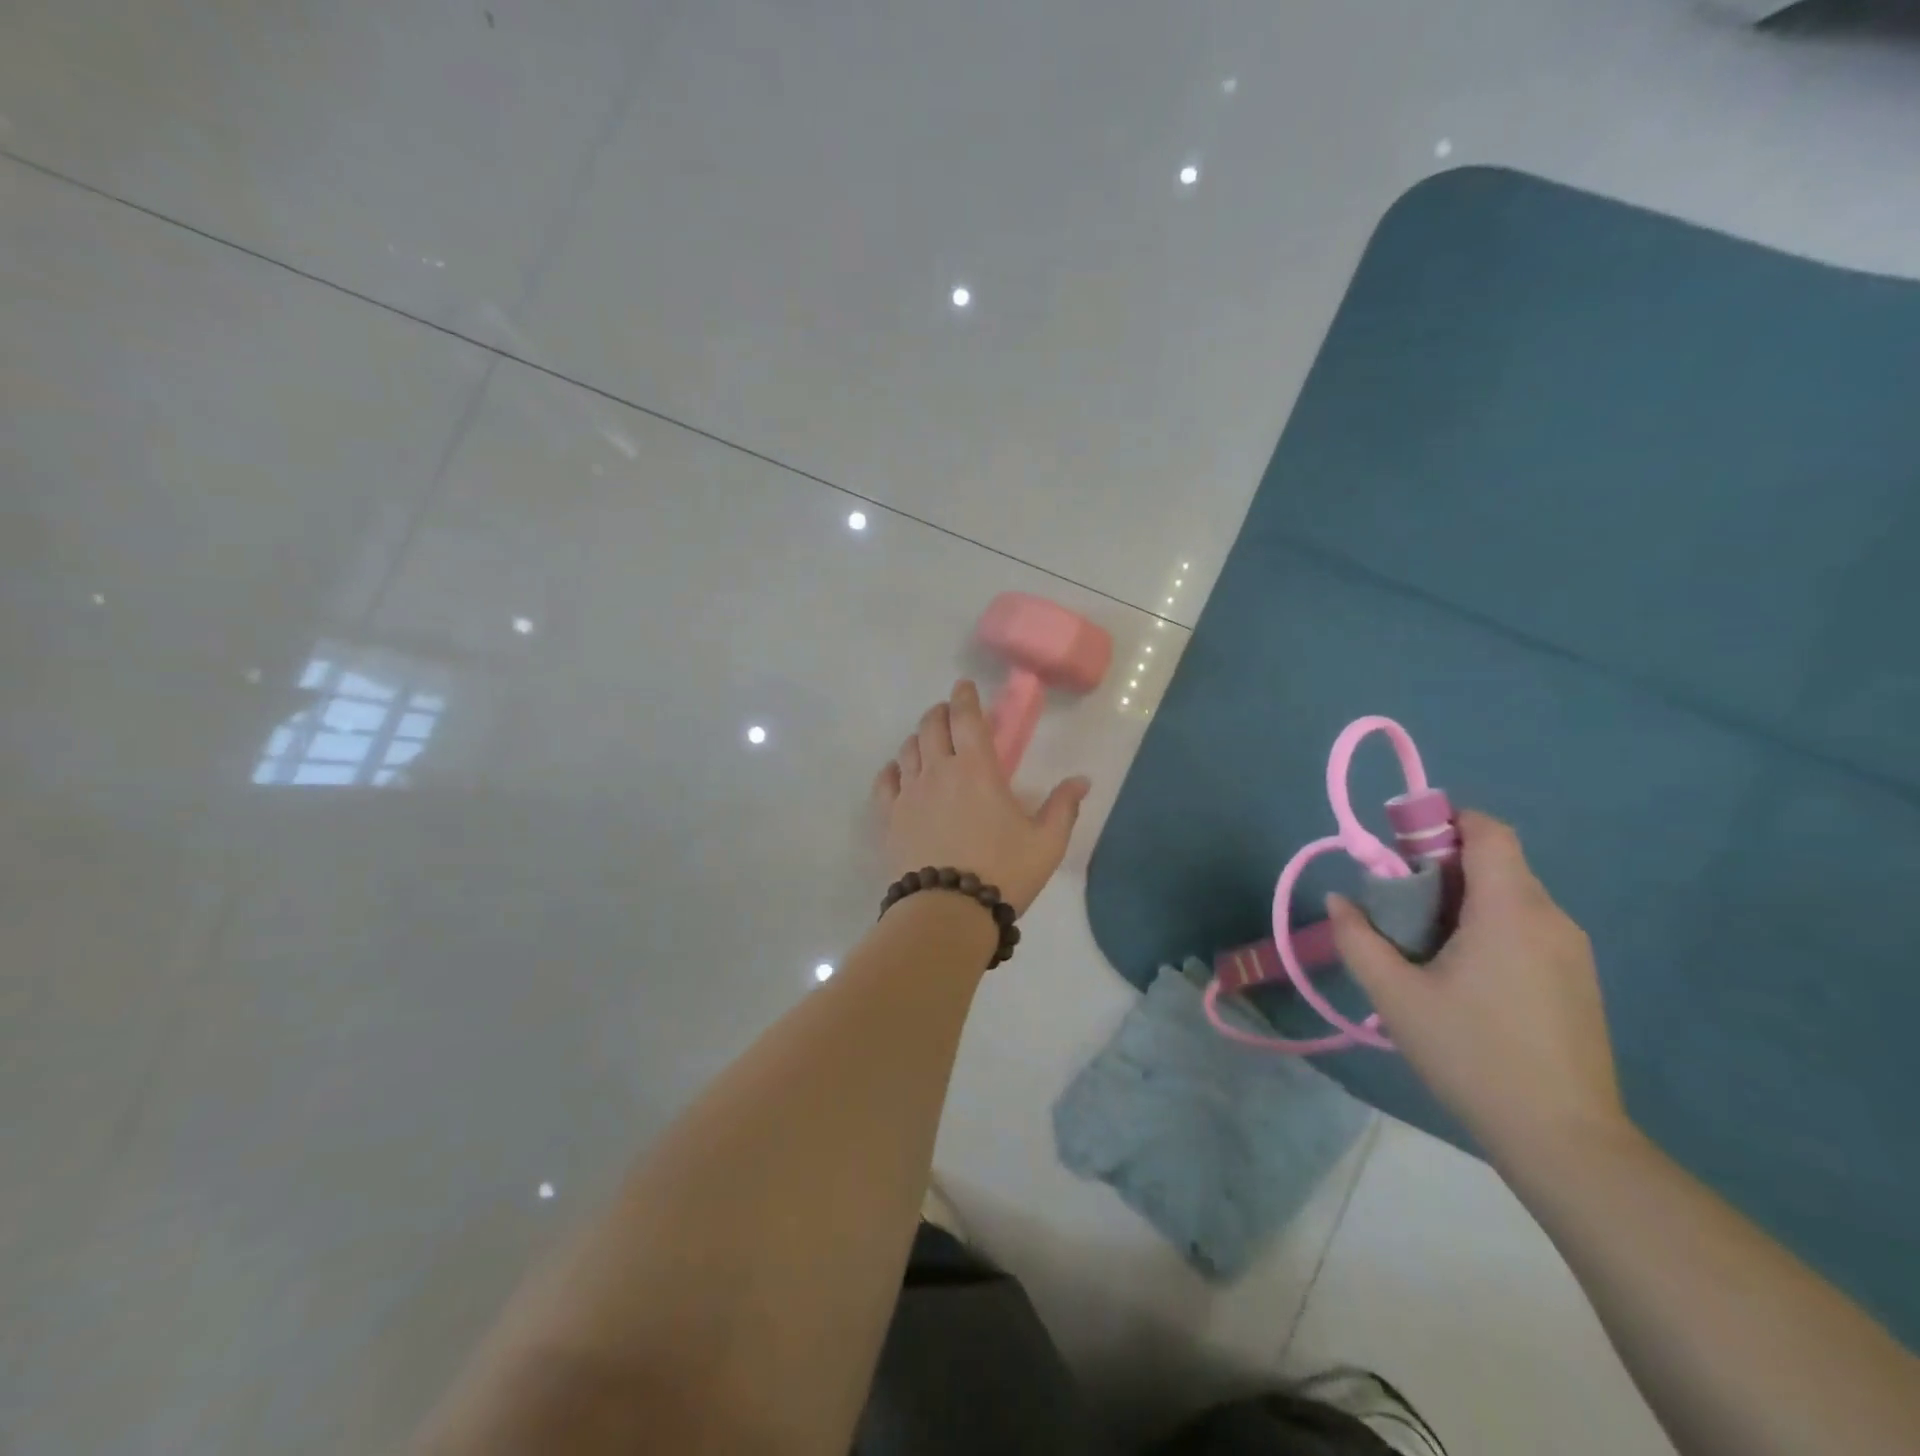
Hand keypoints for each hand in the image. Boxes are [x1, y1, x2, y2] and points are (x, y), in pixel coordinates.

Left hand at [871, 680, 1090, 916]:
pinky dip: (892, 769)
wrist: (948, 911)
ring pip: (907, 749)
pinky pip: (884, 781)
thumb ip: (1064, 807)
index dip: (964, 697)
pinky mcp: (890, 818)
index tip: (964, 687)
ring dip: (918, 737)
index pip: (966, 718)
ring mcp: (909, 793)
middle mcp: (938, 770)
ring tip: (927, 742)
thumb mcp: (1046, 842)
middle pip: (931, 725)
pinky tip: (898, 772)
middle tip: (948, 713)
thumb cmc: (1003, 872)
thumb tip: (1082, 780)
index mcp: (977, 768)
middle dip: (940, 712)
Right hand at [1326, 811, 1626, 1163]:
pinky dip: (1489, 927)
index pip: (1488, 831)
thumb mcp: (1394, 997)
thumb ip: (1358, 939)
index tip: (1400, 848)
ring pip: (1511, 896)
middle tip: (1397, 905)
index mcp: (1510, 909)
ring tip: (1423, 945)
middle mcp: (1551, 917)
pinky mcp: (1579, 979)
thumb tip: (1340, 900)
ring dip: (1463, 900)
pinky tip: (1462, 976)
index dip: (1443, 822)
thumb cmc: (1472, 1055)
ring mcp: (1573, 950)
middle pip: (1495, 862)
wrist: (1564, 1140)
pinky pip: (1527, 927)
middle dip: (1441, 867)